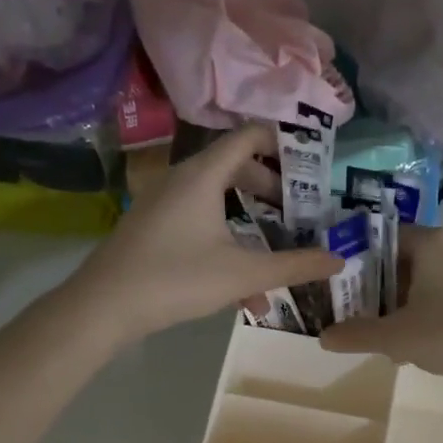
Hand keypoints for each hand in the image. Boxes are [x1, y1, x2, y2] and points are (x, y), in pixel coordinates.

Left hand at [73, 123, 340, 341]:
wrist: (103, 306)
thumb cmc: (176, 279)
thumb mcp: (242, 275)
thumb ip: (293, 267)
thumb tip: (338, 260)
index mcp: (204, 175)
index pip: (249, 136)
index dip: (283, 144)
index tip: (310, 166)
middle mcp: (182, 179)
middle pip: (235, 167)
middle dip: (271, 189)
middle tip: (298, 212)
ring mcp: (164, 203)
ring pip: (218, 201)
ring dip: (250, 224)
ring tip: (276, 253)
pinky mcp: (153, 228)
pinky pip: (199, 223)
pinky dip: (225, 243)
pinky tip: (244, 294)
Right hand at [320, 226, 442, 390]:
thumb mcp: (399, 338)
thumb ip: (358, 335)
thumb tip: (323, 337)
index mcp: (432, 241)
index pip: (382, 239)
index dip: (357, 263)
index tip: (343, 291)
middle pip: (405, 259)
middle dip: (382, 290)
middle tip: (365, 319)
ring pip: (430, 277)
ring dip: (408, 303)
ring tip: (395, 337)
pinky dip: (434, 307)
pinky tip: (430, 340)